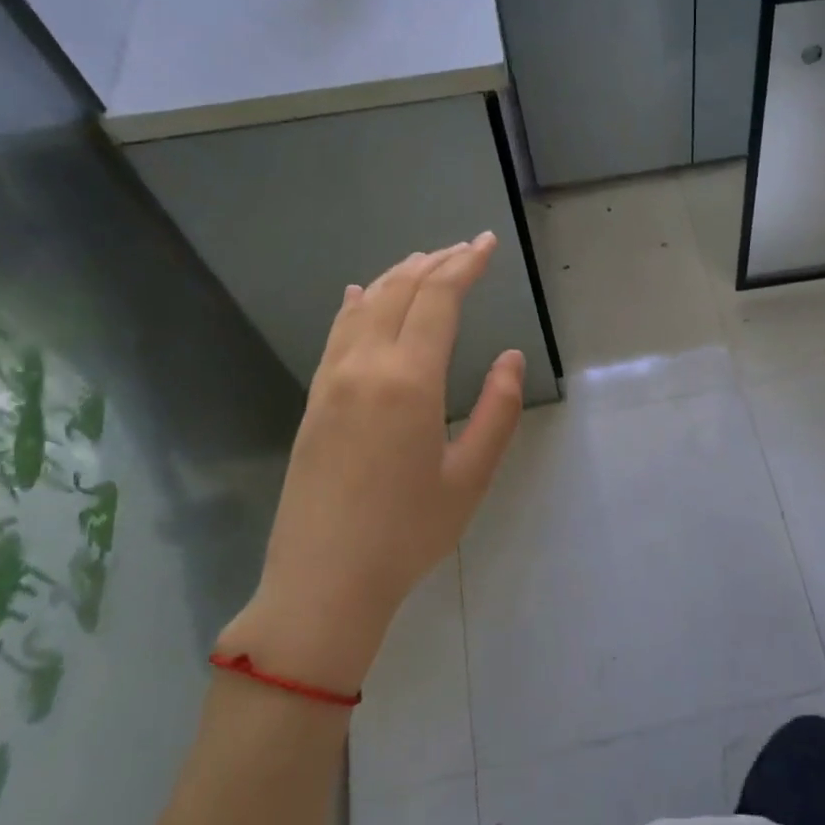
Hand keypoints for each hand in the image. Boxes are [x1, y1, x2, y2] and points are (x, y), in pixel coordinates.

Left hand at [219, 235, 524, 695]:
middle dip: (436, 262)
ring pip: (365, 306)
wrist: (324, 580)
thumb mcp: (470, 477)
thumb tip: (509, 357)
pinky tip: (362, 296)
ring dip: (398, 276)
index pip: (438, 299)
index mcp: (409, 381)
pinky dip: (358, 304)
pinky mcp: (314, 400)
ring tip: (425, 262)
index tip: (489, 244)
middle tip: (467, 249)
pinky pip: (338, 333)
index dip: (466, 265)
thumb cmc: (408, 533)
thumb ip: (497, 410)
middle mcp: (365, 367)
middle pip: (401, 292)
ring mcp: (332, 381)